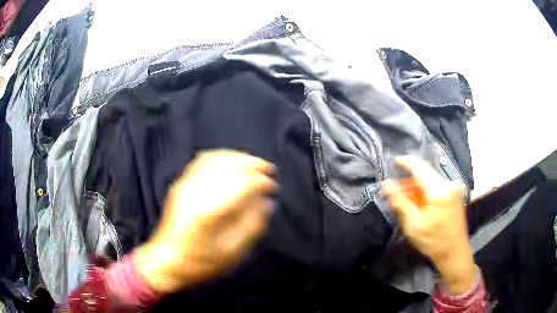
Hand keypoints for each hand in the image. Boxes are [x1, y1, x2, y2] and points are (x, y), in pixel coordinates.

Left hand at [135, 150, 277, 293]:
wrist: (165, 261)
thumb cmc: (198, 263)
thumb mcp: (230, 254)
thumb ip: (251, 227)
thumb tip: (266, 205)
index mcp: (210, 211)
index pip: (243, 184)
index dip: (263, 182)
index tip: (274, 188)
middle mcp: (197, 192)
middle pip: (230, 164)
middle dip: (254, 164)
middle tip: (269, 171)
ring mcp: (186, 185)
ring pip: (216, 158)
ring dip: (239, 157)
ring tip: (254, 164)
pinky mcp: (180, 185)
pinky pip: (202, 160)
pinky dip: (221, 157)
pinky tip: (231, 162)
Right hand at [382, 156, 476, 294]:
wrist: (455, 253)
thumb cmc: (434, 241)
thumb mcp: (414, 225)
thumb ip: (400, 202)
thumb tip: (387, 183)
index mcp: (439, 190)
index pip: (420, 167)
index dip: (406, 162)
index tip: (394, 162)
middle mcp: (449, 184)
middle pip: (426, 173)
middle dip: (410, 180)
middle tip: (397, 192)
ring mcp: (455, 188)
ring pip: (431, 179)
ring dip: (418, 186)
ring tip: (407, 200)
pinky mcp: (456, 193)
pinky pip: (438, 185)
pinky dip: (427, 191)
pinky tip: (420, 203)